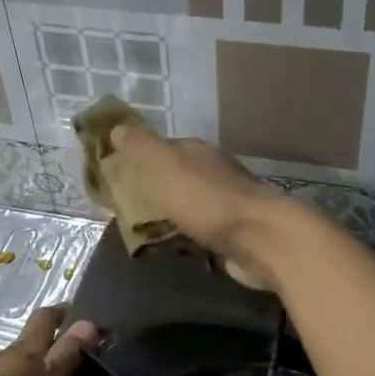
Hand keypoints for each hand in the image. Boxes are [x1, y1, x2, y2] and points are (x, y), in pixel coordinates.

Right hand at [107, 124, 293, 288]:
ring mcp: (225, 205)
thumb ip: (141, 147)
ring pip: (187, 206)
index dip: (138, 158)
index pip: (162, 148)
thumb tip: (116, 127)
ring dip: (169, 215)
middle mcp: (213, 174)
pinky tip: (170, 248)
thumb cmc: (208, 200)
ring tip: (140, 233)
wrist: (261, 239)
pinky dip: (185, 237)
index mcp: (197, 153)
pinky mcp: (232, 235)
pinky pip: (199, 232)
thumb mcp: (166, 166)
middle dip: (152, 189)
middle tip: (122, 208)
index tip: (113, 173)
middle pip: (175, 177)